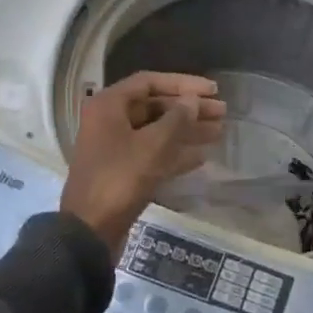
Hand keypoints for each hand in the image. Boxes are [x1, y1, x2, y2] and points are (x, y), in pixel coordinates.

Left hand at [61, 73, 225, 251]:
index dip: (184, 83)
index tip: (212, 91)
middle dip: (189, 109)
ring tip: (219, 132)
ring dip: (187, 131)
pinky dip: (176, 153)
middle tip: (222, 113)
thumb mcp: (153, 145)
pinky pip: (153, 153)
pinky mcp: (123, 171)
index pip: (150, 82)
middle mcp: (110, 121)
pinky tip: (202, 156)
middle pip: (155, 106)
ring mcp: (115, 147)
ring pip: (157, 131)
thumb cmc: (120, 179)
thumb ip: (177, 119)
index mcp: (109, 105)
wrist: (90, 230)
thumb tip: (192, 101)